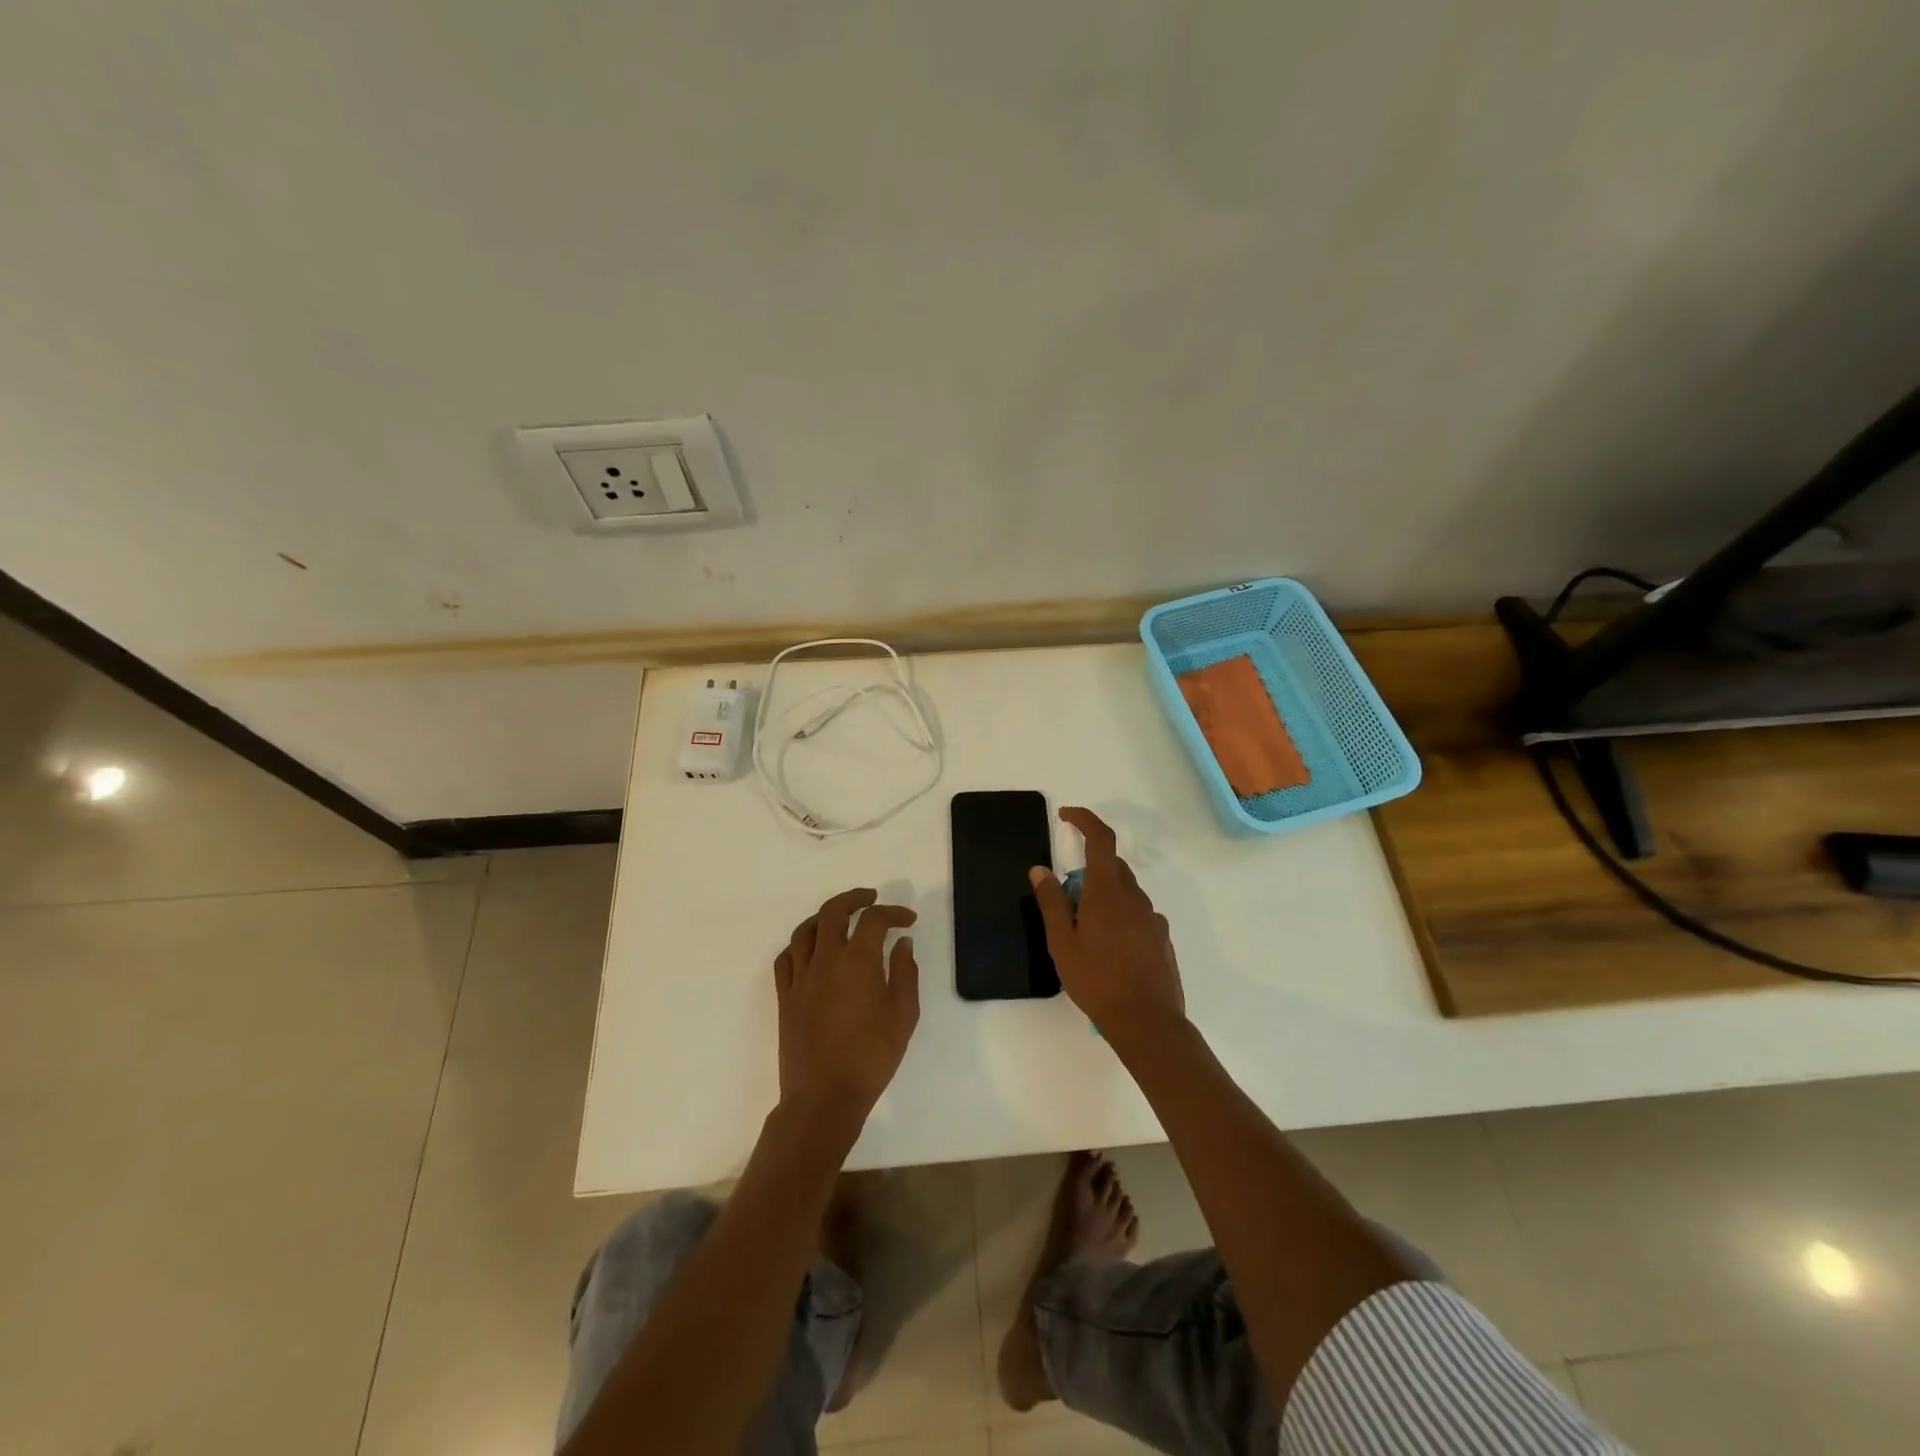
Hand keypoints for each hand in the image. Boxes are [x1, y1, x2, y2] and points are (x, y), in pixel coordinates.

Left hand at [774, 888, 920, 1117]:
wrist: (824, 1096)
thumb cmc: (871, 1057)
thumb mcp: (903, 1015)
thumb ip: (905, 972)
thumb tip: (902, 943)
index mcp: (857, 960)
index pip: (874, 919)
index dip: (893, 912)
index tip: (908, 920)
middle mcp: (825, 959)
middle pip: (833, 911)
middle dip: (854, 898)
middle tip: (870, 898)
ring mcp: (800, 977)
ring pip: (805, 930)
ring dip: (824, 917)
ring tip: (839, 918)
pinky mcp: (785, 997)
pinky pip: (786, 958)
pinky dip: (800, 945)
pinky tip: (811, 951)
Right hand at [1029, 807, 1185, 1045]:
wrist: (1147, 1021)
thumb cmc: (1097, 980)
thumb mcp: (1062, 942)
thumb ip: (1051, 902)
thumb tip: (1040, 869)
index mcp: (1108, 891)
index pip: (1101, 839)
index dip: (1085, 820)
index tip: (1066, 816)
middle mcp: (1134, 896)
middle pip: (1112, 867)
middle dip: (1088, 871)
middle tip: (1066, 900)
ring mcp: (1152, 917)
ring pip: (1125, 892)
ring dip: (1104, 897)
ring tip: (1085, 932)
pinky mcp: (1162, 938)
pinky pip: (1137, 914)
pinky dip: (1120, 917)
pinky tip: (1110, 949)